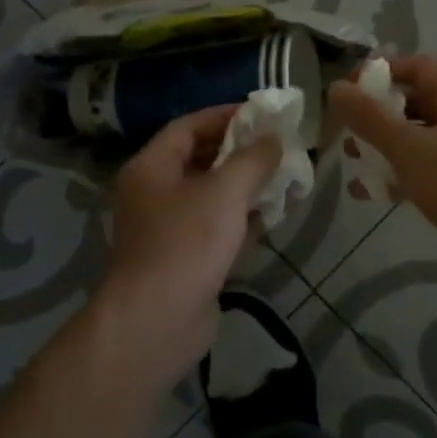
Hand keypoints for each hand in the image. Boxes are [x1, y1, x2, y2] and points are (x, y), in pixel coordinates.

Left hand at [97, 105, 281, 389]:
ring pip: (211, 196)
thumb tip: (274, 139)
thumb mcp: (225, 192)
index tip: (262, 115)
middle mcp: (155, 192)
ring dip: (245, 187)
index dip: (225, 116)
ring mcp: (168, 228)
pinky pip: (215, 228)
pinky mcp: (184, 259)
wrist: (156, 322)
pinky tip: (272, 217)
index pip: (189, 126)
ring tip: (285, 177)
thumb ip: (253, 160)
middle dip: (241, 153)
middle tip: (280, 147)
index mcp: (152, 167)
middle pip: (201, 160)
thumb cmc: (186, 243)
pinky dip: (240, 220)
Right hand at [329, 56, 436, 289]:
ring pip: (421, 137)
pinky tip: (369, 193)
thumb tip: (336, 88)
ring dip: (385, 146)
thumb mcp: (408, 147)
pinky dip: (401, 173)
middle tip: (349, 129)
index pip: (418, 67)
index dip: (381, 73)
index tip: (349, 90)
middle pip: (417, 102)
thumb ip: (369, 117)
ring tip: (354, 160)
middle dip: (379, 114)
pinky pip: (429, 167)